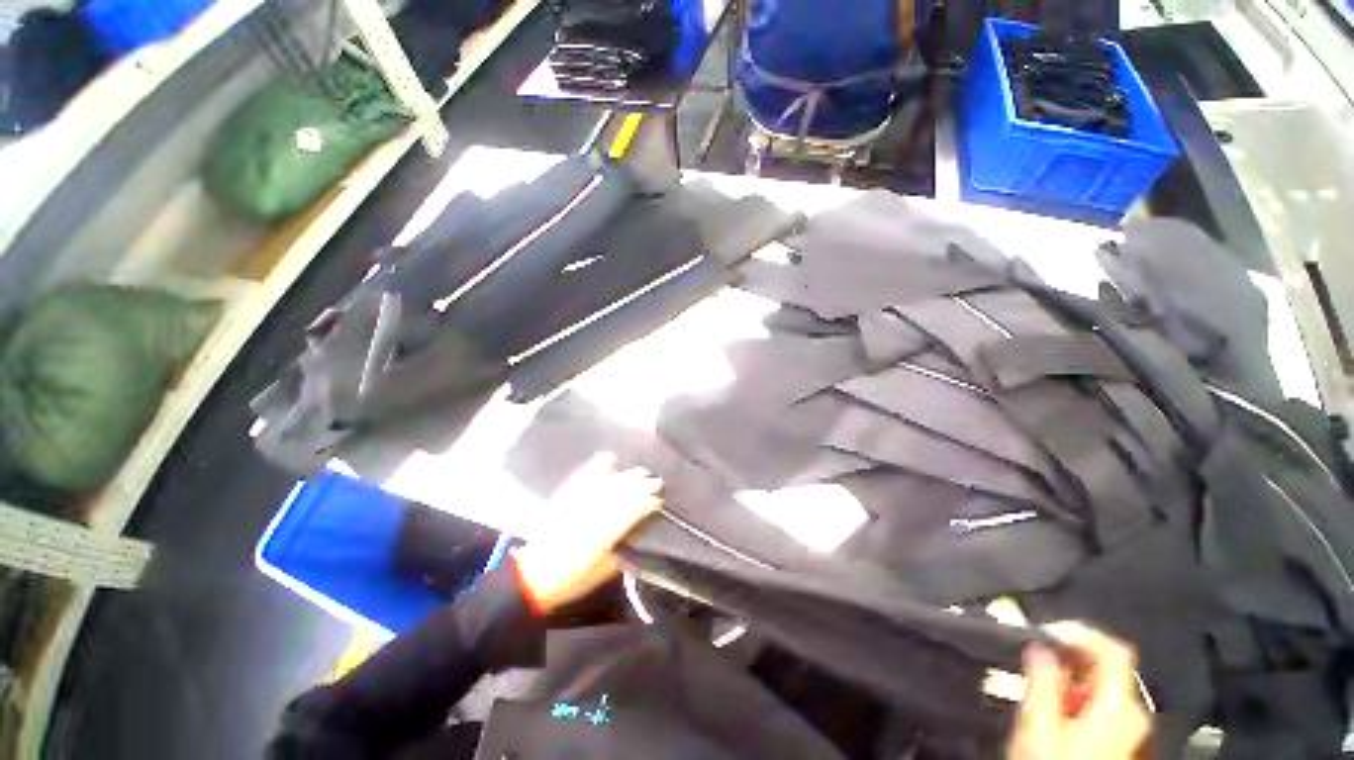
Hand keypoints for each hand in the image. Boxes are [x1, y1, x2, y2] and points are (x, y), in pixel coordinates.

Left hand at [512, 452, 661, 613]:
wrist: (532, 575)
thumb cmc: (571, 580)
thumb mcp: (603, 571)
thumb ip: (622, 550)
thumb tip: (637, 534)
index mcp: (606, 534)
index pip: (633, 511)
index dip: (648, 503)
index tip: (659, 500)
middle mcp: (594, 513)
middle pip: (623, 492)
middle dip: (642, 485)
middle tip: (655, 481)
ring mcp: (579, 502)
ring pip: (608, 483)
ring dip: (626, 475)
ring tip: (640, 471)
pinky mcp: (566, 496)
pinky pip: (585, 476)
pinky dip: (598, 466)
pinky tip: (609, 458)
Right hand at [1008, 622, 1150, 759]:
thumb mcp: (1039, 724)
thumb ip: (1042, 680)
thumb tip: (1039, 645)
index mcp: (1121, 705)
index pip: (1113, 648)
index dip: (1079, 632)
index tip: (1046, 632)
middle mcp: (1138, 715)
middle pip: (1108, 670)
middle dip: (1069, 663)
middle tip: (1036, 668)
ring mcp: (1137, 734)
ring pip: (1106, 691)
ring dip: (1073, 684)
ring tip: (1043, 696)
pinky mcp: (1129, 747)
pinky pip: (1107, 711)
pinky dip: (1082, 704)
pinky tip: (1060, 718)